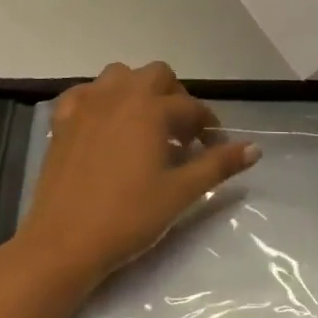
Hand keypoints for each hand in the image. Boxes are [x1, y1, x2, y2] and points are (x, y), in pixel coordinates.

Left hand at [17, 62, 259, 286]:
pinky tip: (104, 125)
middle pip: (157, 75)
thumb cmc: (128, 217)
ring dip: (137, 91)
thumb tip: (255, 148)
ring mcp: (87, 103)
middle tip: (181, 132)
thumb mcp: (181, 192)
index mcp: (151, 108)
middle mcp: (119, 94)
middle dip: (175, 96)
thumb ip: (218, 165)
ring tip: (145, 124)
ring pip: (119, 76)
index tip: (214, 147)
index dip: (208, 126)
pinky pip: (85, 93)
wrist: (64, 242)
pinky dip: (100, 100)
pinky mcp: (62, 119)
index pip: (191, 107)